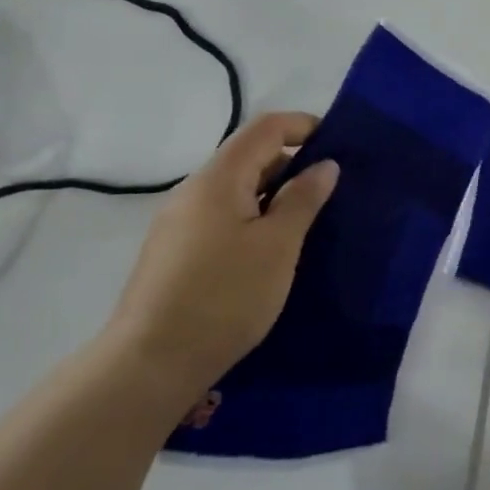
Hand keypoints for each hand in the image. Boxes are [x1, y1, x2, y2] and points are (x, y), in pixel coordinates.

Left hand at [106, 112, 337, 408]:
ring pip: (236, 191)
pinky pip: (222, 217)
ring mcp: (179, 223)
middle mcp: (193, 191)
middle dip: (293, 164)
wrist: (150, 363)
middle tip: (331, 192)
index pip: (265, 128)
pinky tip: (271, 252)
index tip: (338, 146)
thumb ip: (303, 199)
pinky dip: (253, 219)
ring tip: (308, 224)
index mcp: (218, 179)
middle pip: (249, 157)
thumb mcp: (278, 246)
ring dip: (274, 196)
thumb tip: (324, 165)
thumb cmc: (225, 296)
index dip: (303, 126)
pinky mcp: (174, 252)